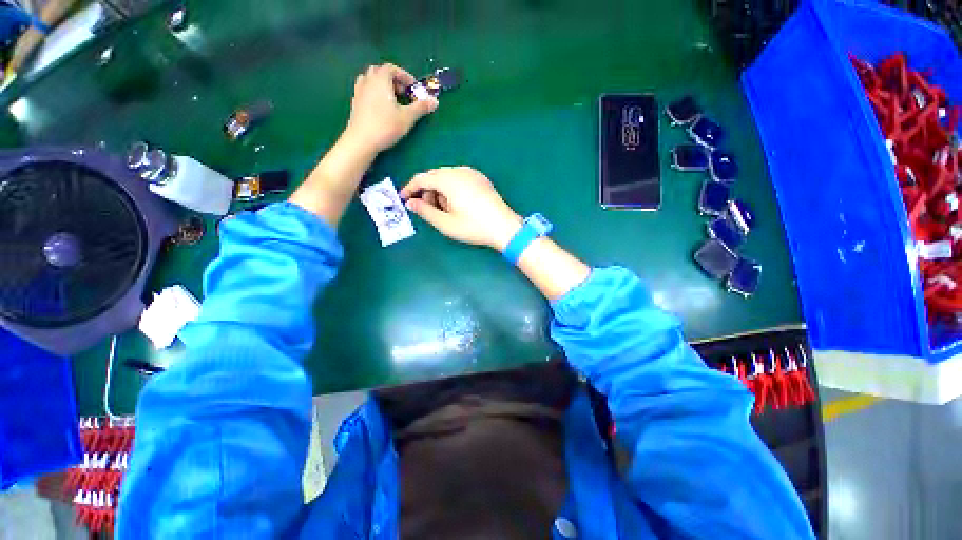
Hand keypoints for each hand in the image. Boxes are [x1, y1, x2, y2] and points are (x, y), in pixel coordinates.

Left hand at [342, 63, 438, 153]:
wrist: (362, 140)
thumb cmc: (386, 126)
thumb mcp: (407, 118)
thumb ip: (421, 108)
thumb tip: (435, 101)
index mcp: (380, 80)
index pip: (392, 69)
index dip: (404, 76)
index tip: (413, 88)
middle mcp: (368, 81)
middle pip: (380, 72)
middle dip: (393, 80)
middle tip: (403, 93)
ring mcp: (359, 91)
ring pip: (371, 80)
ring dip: (382, 86)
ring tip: (392, 100)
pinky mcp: (355, 103)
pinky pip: (365, 91)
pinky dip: (374, 94)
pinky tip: (381, 108)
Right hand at [401, 167, 522, 250]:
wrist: (504, 227)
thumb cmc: (473, 227)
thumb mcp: (446, 223)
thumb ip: (425, 211)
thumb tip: (410, 203)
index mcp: (449, 180)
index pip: (422, 178)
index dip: (409, 188)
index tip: (403, 199)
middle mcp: (460, 171)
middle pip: (434, 176)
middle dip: (426, 191)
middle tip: (427, 209)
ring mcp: (472, 173)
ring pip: (446, 177)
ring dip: (439, 191)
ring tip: (445, 210)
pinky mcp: (480, 179)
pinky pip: (459, 179)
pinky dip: (451, 189)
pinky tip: (457, 204)